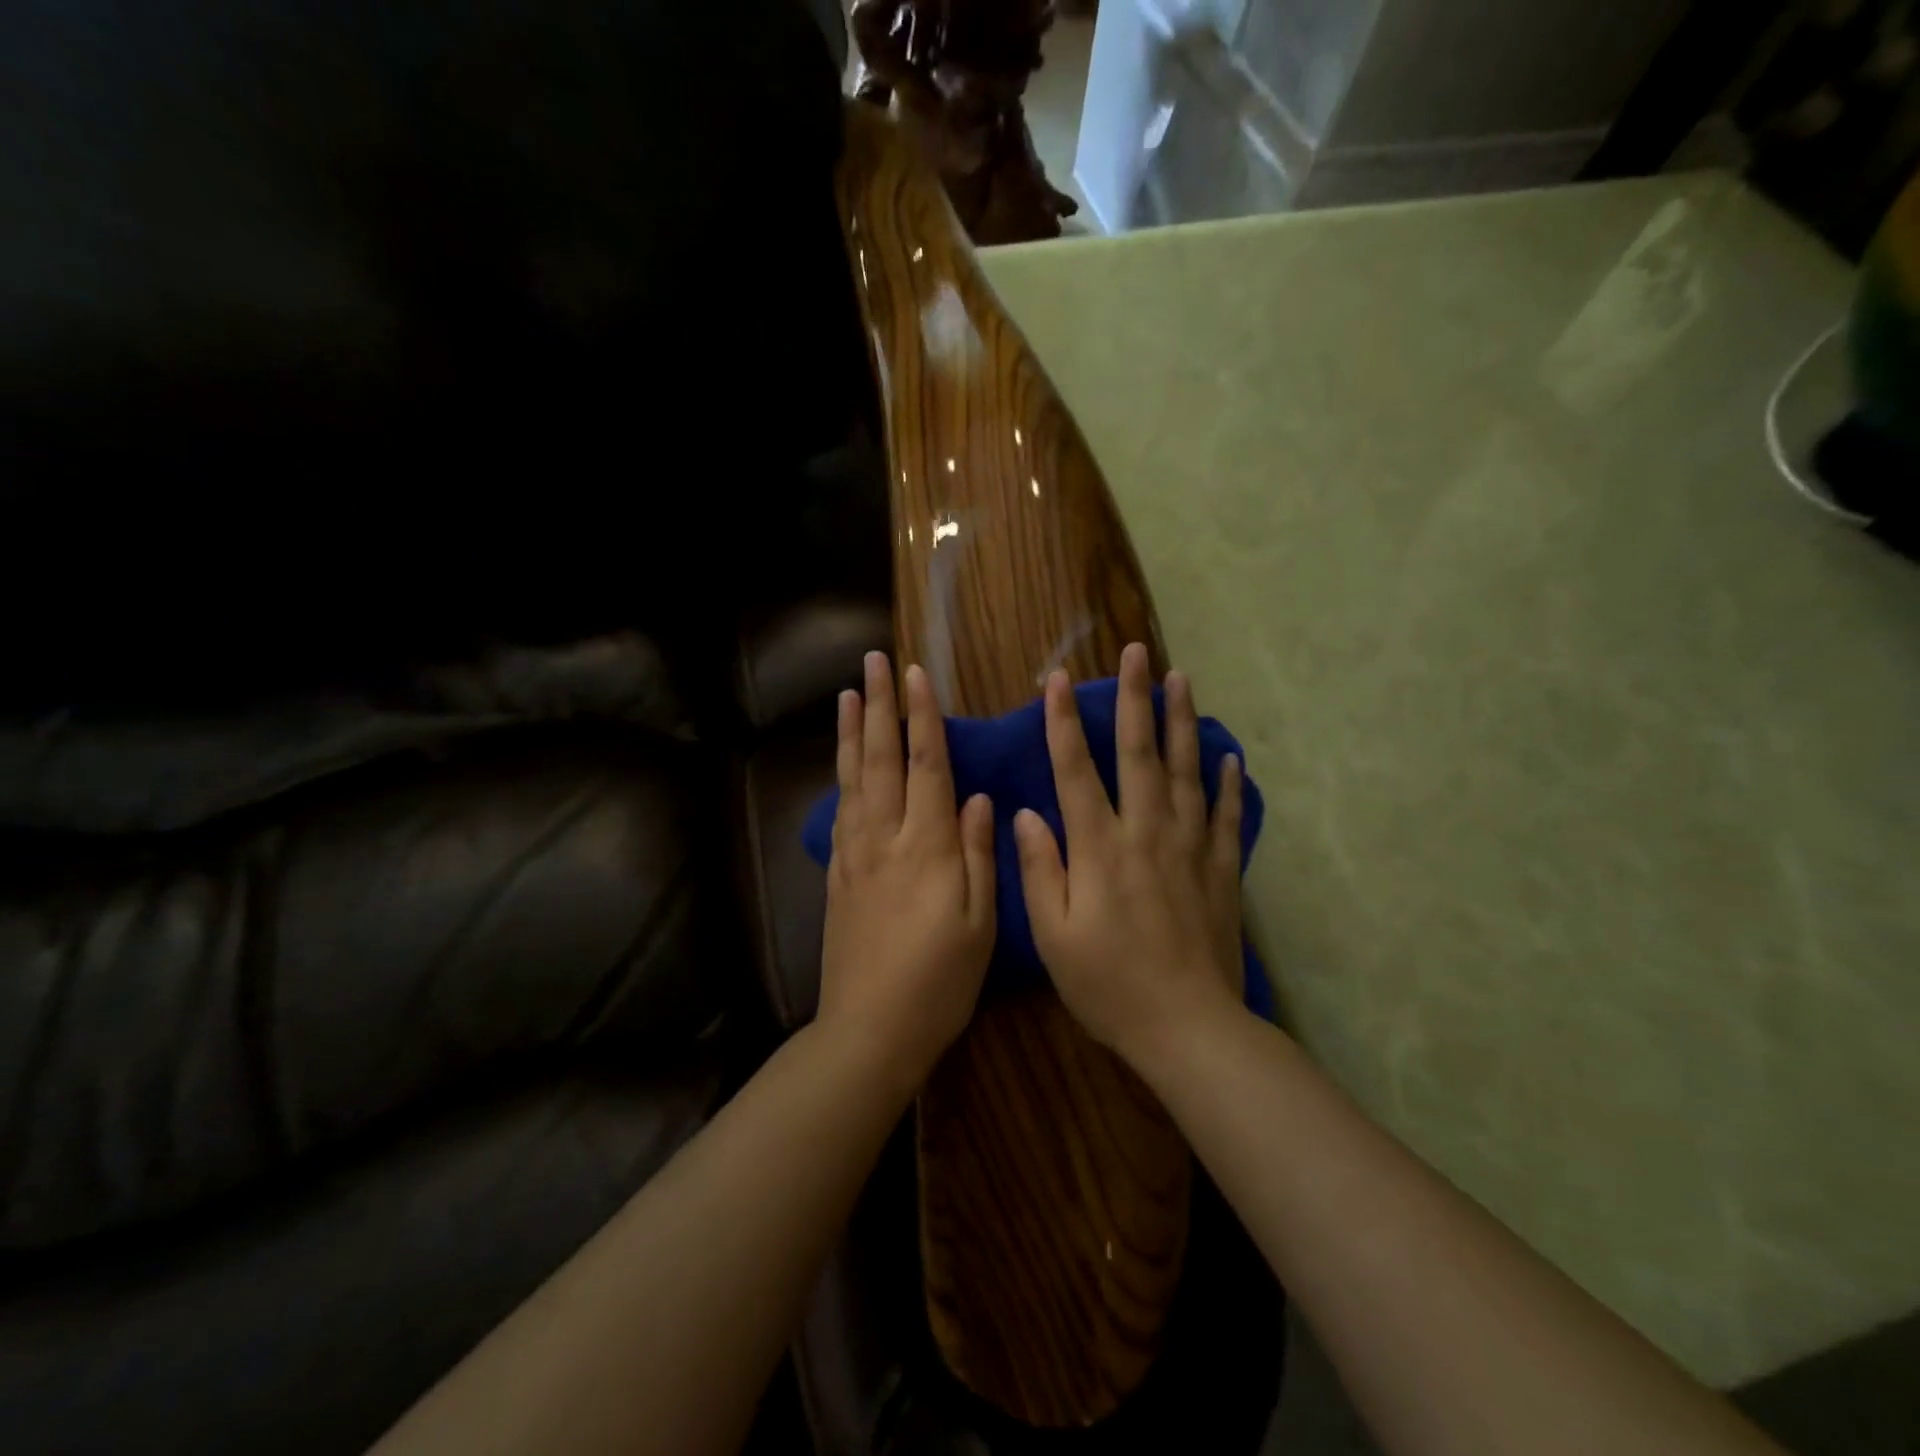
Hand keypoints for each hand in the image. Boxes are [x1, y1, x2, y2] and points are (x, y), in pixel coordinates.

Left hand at [820, 651, 996, 1086]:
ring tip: (849, 695)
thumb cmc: (939, 982)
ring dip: (853, 733)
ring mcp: (855, 856)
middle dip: (879, 707)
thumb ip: (978, 855)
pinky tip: (843, 763)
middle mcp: (885, 839)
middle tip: (872, 662)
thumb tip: (978, 798)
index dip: (921, 716)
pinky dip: (841, 777)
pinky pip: (840, 812)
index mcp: (927, 847)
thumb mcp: (979, 924)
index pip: (926, 765)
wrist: (869, 1030)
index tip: (915, 674)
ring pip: (853, 779)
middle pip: (881, 759)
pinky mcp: (837, 876)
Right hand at [1013, 643, 1246, 1071]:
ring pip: (1186, 772)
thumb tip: (1027, 813)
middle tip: (1137, 653)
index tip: (1057, 680)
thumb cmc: (1109, 985)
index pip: (1076, 771)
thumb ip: (1041, 869)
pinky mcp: (1221, 870)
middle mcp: (1146, 833)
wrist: (1188, 1028)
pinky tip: (1228, 757)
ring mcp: (1190, 848)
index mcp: (1100, 848)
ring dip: (1182, 722)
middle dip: (1135, 699)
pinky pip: (1225, 816)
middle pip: (1139, 754)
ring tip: (1181, 679)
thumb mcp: (1054, 935)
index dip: (1063, 723)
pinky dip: (1227, 783)